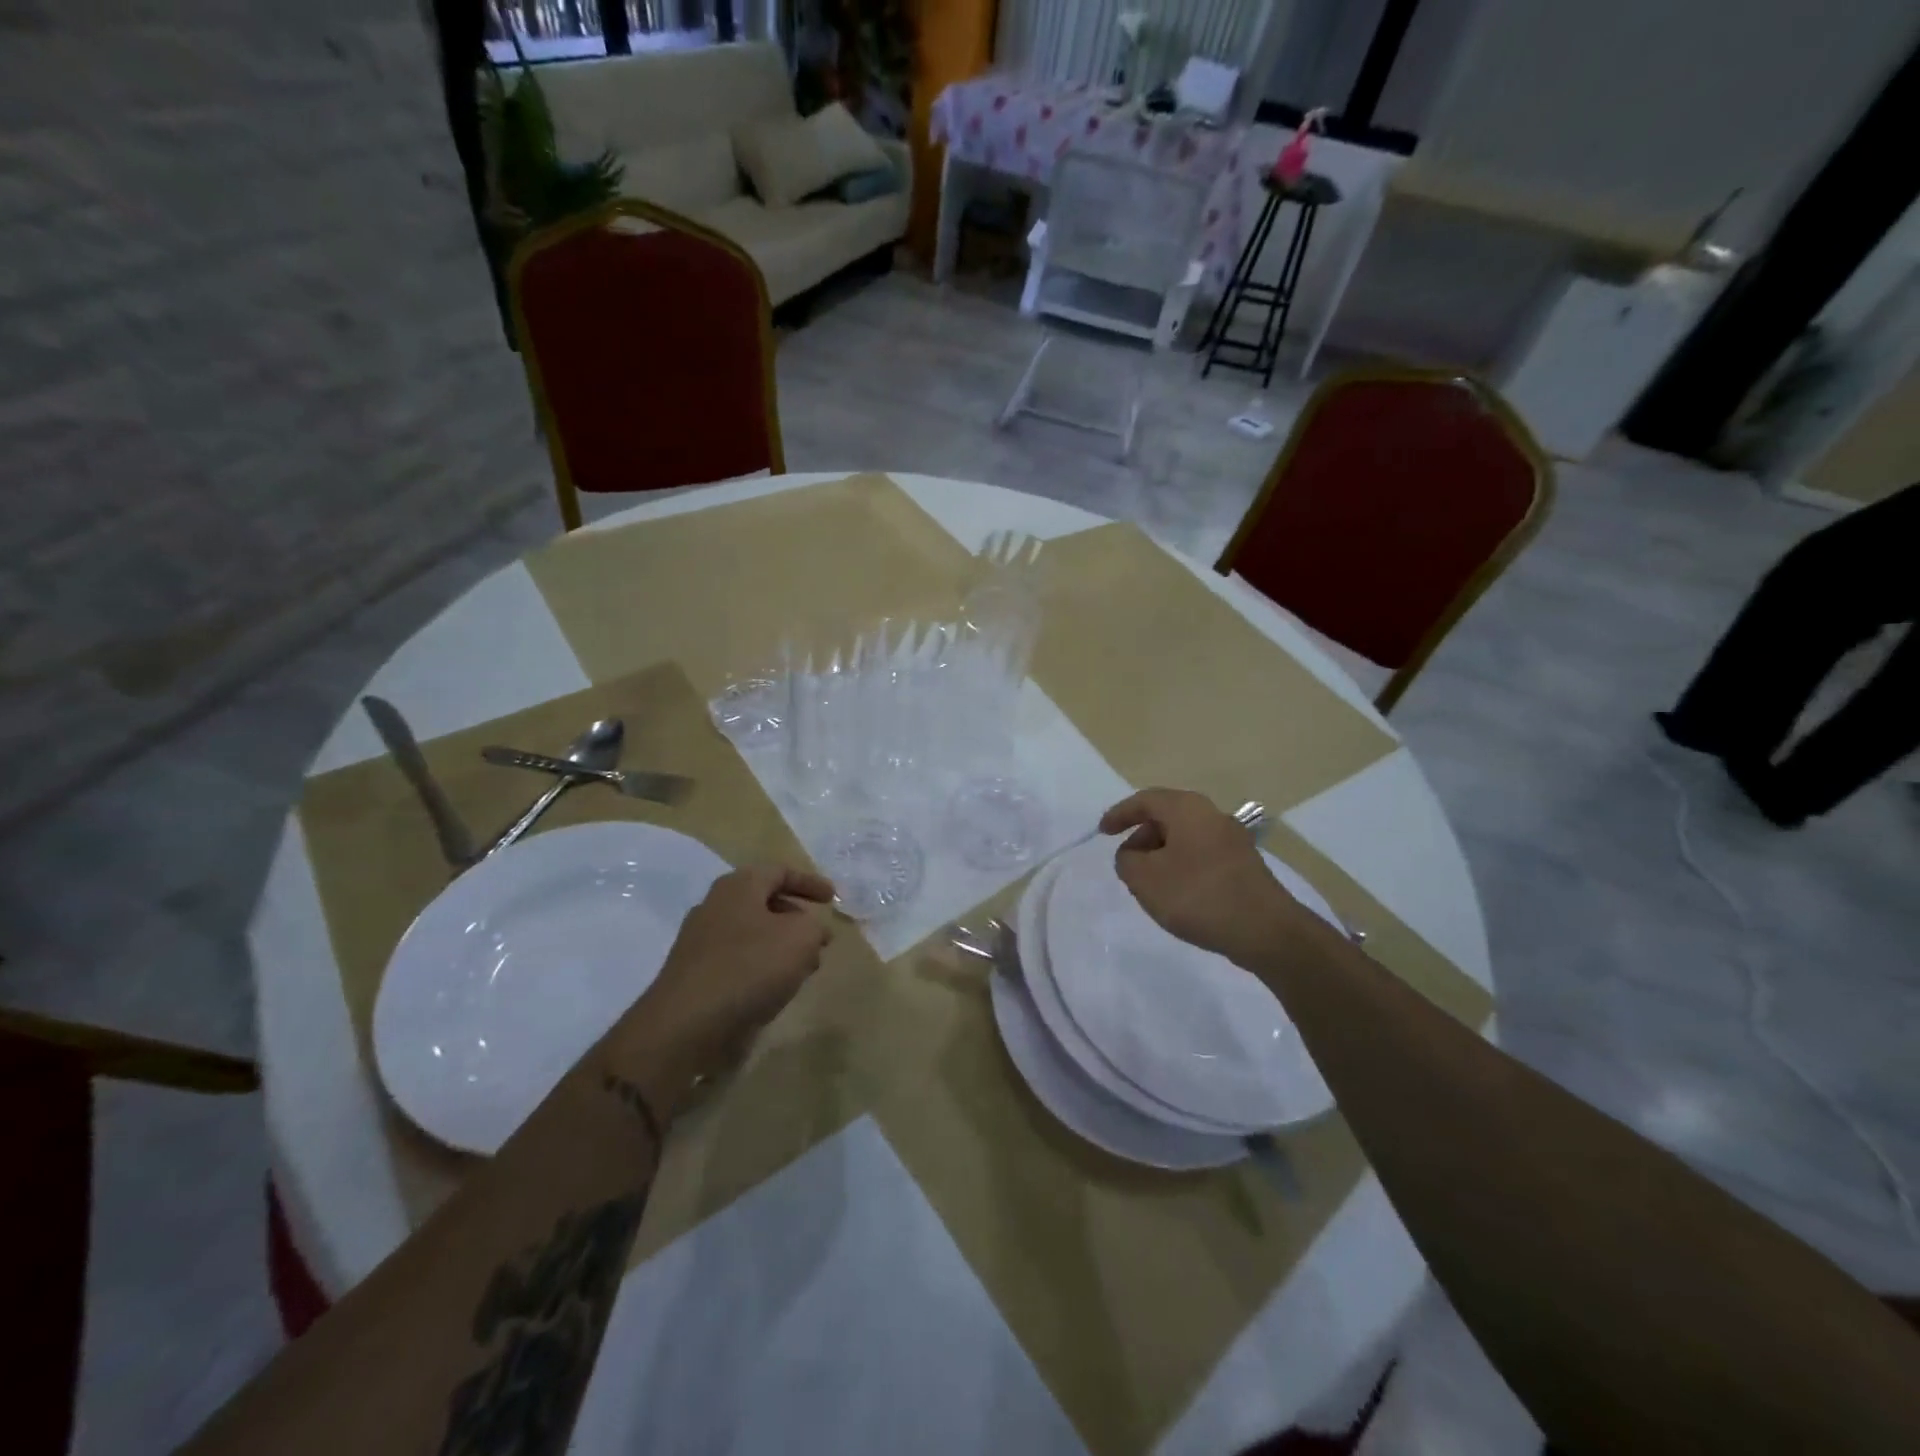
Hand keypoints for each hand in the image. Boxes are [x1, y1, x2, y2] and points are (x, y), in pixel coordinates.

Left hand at [615, 865, 834, 1103]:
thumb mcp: (800, 938)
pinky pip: (737, 961)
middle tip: (820, 940)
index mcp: (738, 886)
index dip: (810, 882)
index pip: (780, 871)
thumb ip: (814, 927)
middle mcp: (715, 906)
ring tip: (804, 970)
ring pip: (752, 934)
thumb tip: (812, 931)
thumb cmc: (749, 968)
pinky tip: (775, 990)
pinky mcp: (695, 975)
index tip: (833, 899)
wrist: (685, 1025)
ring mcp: (700, 941)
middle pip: (765, 902)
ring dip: (781, 947)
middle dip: (797, 919)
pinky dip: (762, 968)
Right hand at [1099, 788, 1303, 966]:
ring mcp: (1232, 840)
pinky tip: (1179, 895)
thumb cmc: (1198, 895)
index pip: (1145, 800)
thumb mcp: (1144, 879)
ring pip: (1185, 838)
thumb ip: (1127, 861)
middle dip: (1142, 837)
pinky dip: (1182, 866)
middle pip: (1167, 817)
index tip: (1102, 832)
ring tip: (1150, 884)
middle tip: (1127, 862)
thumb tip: (1133, 854)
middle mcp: (1212, 815)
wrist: (1265, 930)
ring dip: (1162, 855)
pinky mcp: (1244, 865)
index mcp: (1187, 809)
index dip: (1120, 814)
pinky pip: (1202, 855)